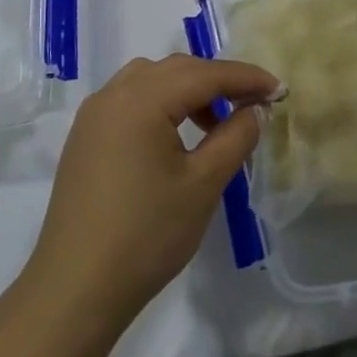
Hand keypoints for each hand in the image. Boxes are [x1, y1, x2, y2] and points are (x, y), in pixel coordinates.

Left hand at [23, 55, 281, 331]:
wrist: (77, 286)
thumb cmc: (147, 234)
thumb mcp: (203, 184)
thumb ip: (235, 137)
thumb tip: (254, 110)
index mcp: (141, 99)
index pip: (204, 74)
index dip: (246, 78)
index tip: (280, 90)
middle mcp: (112, 95)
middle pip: (176, 69)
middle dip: (218, 80)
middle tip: (253, 105)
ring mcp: (92, 116)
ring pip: (150, 80)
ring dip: (187, 90)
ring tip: (215, 123)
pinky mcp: (84, 138)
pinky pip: (129, 101)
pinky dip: (160, 104)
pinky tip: (176, 137)